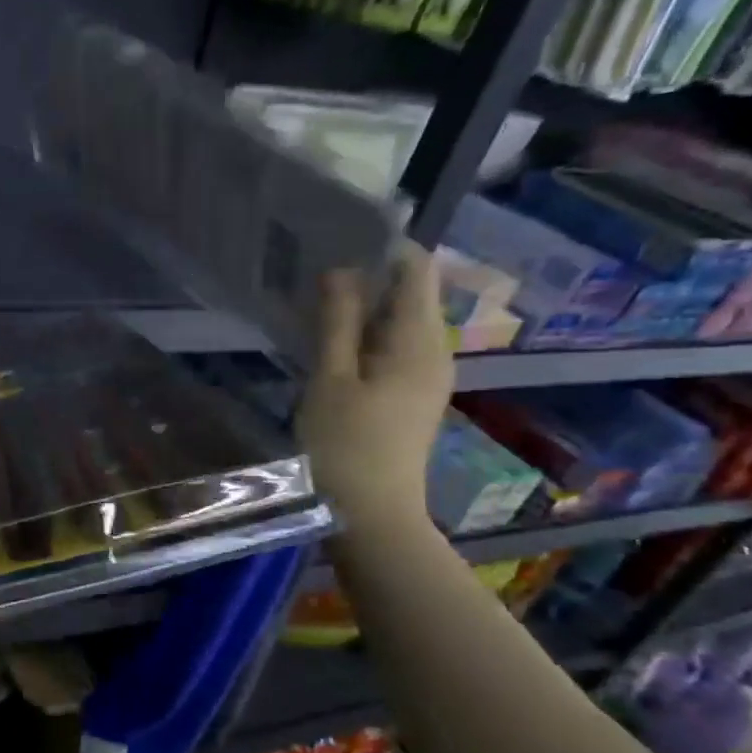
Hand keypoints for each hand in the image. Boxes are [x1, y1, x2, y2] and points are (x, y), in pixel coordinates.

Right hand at [296, 247, 453, 532]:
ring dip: (364, 308)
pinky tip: (332, 341)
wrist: (371, 517)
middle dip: (369, 276)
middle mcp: (435, 353)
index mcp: (420, 342)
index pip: (417, 271)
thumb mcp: (331, 379)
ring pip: (399, 324)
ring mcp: (426, 378)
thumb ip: (337, 321)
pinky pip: (393, 349)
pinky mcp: (411, 398)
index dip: (384, 246)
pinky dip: (366, 336)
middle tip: (317, 266)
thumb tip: (341, 268)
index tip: (338, 235)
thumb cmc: (346, 446)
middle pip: (410, 295)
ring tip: (317, 298)